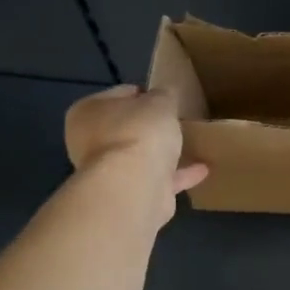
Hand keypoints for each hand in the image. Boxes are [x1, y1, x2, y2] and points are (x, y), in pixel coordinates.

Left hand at [62, 85, 207, 224]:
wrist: (133, 187)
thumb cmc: (139, 133)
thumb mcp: (160, 101)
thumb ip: (164, 96)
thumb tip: (165, 96)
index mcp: (88, 112)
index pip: (119, 95)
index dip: (144, 94)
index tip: (166, 98)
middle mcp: (89, 141)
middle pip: (126, 128)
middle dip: (150, 127)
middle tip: (177, 122)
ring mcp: (107, 172)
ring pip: (138, 157)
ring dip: (162, 153)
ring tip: (191, 145)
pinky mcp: (127, 195)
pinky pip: (156, 180)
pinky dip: (177, 175)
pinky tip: (202, 170)